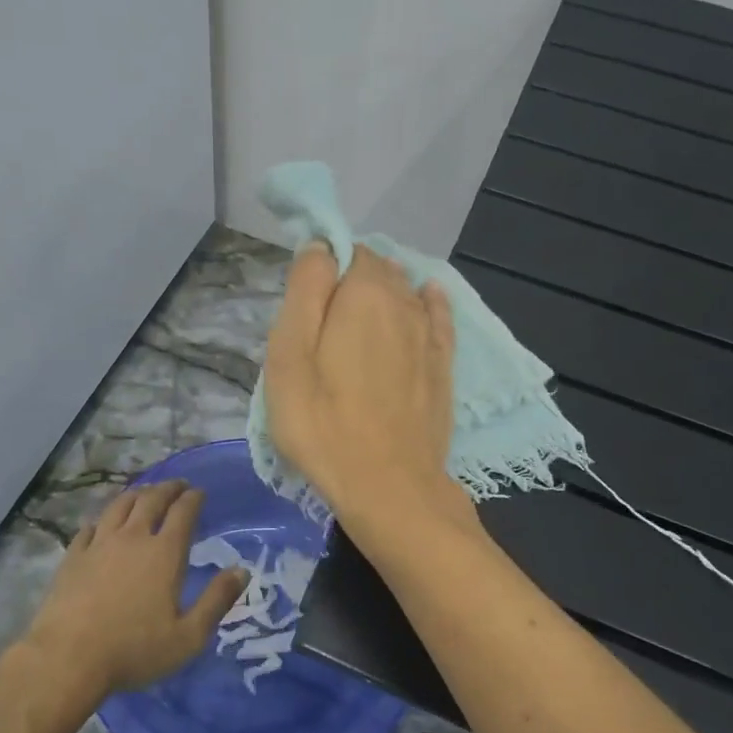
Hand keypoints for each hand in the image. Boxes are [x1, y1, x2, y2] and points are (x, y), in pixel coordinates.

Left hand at [21, 480, 246, 700]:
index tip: (200, 492)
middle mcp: (133, 538)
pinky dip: (102, 520)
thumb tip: (242, 571)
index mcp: (165, 553)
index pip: (183, 512)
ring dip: (137, 494)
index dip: (194, 498)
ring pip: (120, 506)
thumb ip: (217, 601)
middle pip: (152, 500)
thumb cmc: (134, 649)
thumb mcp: (188, 636)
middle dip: (168, 488)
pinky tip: (102, 524)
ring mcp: (99, 544)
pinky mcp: (73, 557)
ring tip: (145, 493)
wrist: (68, 658)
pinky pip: (89, 528)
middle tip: (178, 485)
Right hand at [263, 243, 465, 525]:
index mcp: (364, 293)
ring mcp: (428, 335)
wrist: (388, 487)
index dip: (323, 267)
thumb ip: (304, 290)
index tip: (303, 302)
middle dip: (351, 280)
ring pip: (405, 292)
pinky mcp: (443, 366)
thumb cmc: (323, 423)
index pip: (345, 251)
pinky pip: (438, 317)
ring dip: (383, 293)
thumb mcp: (289, 355)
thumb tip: (319, 245)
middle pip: (377, 270)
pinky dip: (428, 302)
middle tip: (321, 323)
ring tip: (358, 318)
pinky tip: (426, 297)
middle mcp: (404, 302)